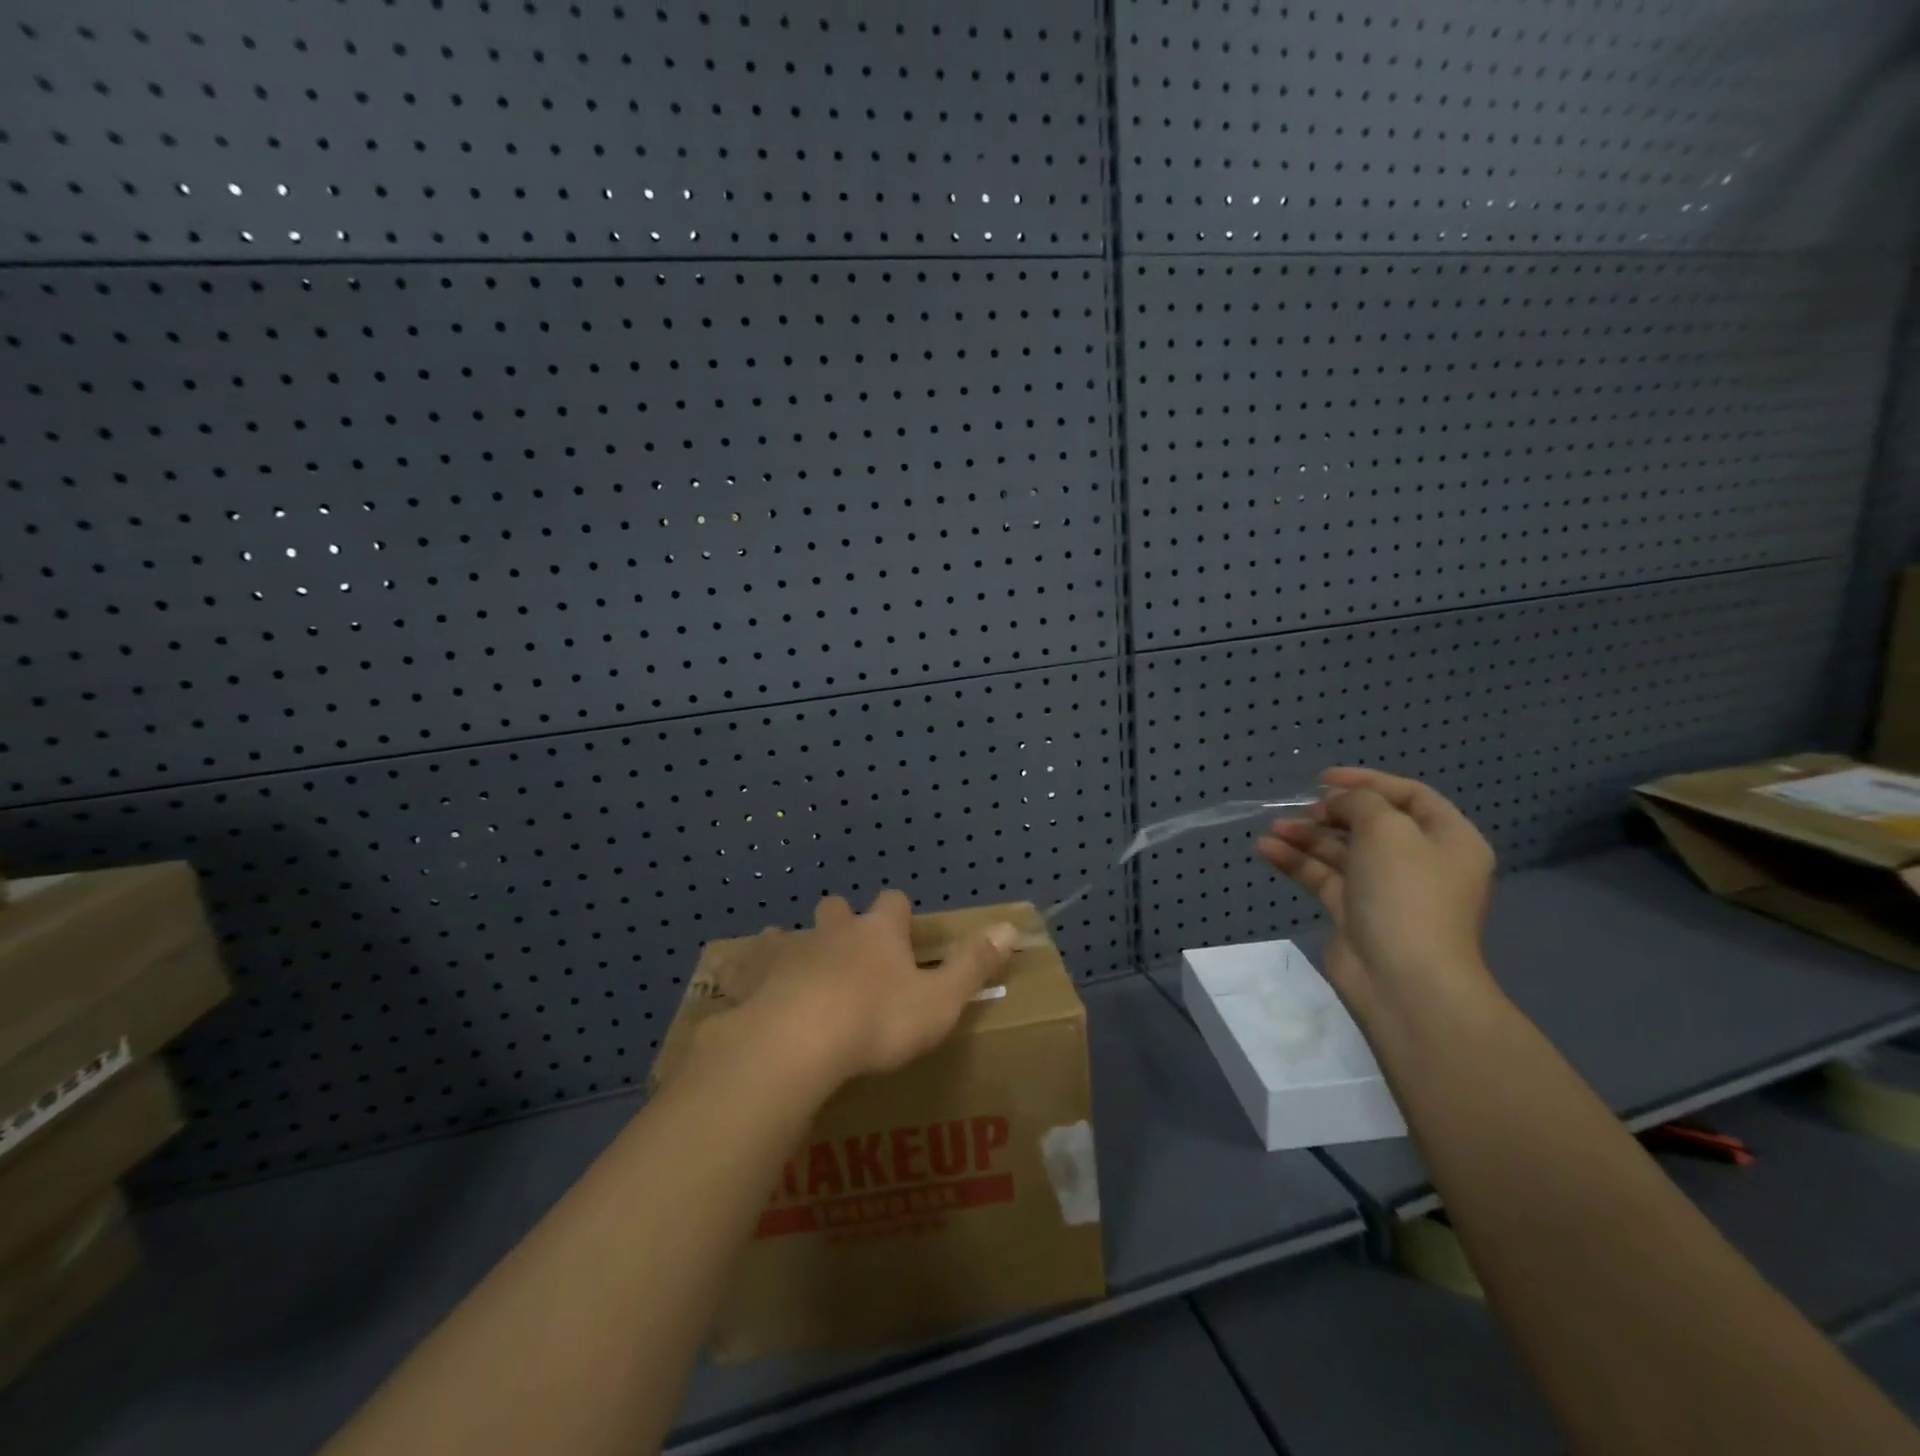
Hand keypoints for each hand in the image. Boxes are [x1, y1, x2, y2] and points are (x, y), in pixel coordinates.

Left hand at [700, 890, 1018, 1090]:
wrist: (797, 1043)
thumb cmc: (877, 1021)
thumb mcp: (939, 1000)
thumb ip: (974, 965)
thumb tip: (1011, 927)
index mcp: (878, 933)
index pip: (893, 902)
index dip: (899, 913)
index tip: (903, 930)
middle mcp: (834, 932)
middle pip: (837, 908)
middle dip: (844, 919)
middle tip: (851, 948)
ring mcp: (789, 951)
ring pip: (793, 932)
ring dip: (798, 942)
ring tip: (801, 966)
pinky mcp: (753, 978)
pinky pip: (746, 963)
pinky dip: (749, 968)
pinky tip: (743, 980)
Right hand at [1257, 767, 1497, 1017]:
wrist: (1402, 980)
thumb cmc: (1406, 895)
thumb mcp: (1387, 830)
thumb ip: (1361, 802)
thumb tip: (1340, 803)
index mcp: (1448, 840)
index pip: (1410, 796)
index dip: (1367, 781)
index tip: (1324, 778)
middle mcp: (1420, 863)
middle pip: (1371, 823)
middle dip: (1331, 812)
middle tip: (1302, 808)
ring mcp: (1386, 890)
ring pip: (1341, 851)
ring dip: (1307, 836)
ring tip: (1273, 828)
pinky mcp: (1355, 913)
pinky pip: (1323, 877)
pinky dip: (1297, 862)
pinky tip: (1267, 849)